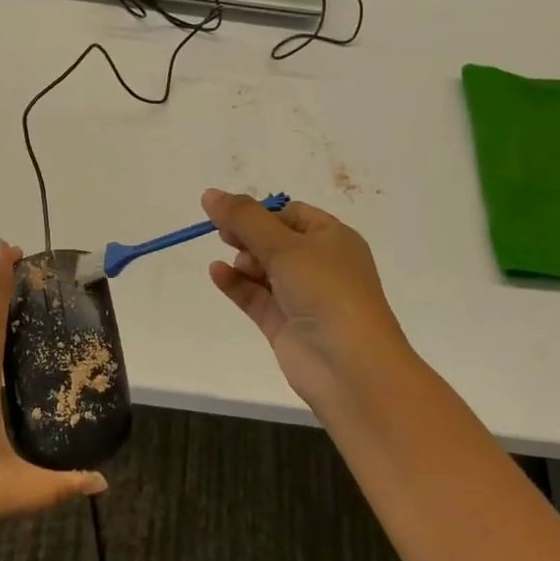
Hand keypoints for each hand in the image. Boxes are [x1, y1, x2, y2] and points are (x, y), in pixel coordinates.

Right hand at [203, 189, 415, 425]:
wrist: (350, 367)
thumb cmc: (326, 292)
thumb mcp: (285, 246)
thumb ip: (244, 218)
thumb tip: (209, 193)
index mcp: (333, 239)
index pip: (291, 214)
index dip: (261, 213)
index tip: (231, 215)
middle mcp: (320, 265)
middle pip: (274, 240)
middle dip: (248, 236)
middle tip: (223, 235)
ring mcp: (302, 297)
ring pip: (264, 269)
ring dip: (243, 261)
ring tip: (235, 263)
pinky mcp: (285, 324)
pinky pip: (255, 296)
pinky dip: (237, 284)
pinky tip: (217, 273)